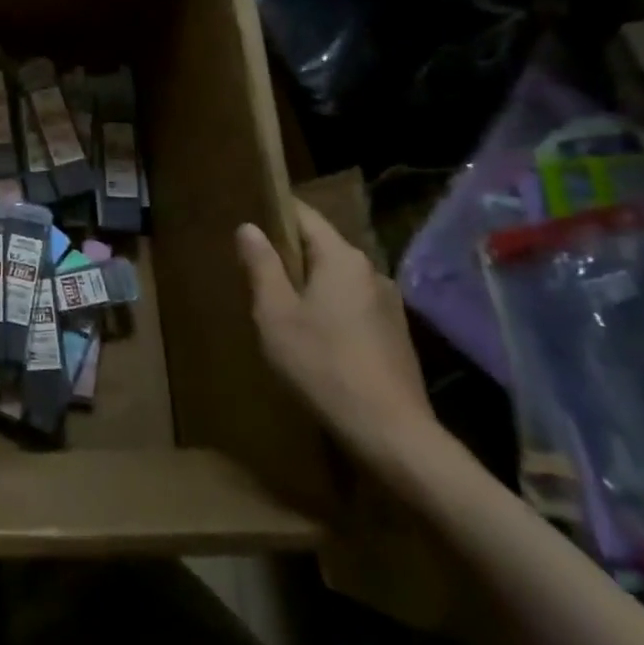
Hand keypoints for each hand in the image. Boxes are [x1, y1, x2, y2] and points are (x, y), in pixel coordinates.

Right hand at [237, 200, 437, 465]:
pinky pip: (353, 304)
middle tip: (254, 266)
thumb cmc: (323, 365)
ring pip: (338, 278)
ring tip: (279, 303)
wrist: (391, 434)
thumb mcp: (275, 314)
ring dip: (310, 283)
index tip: (247, 214)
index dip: (275, 210)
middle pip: (323, 246)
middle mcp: (371, 271)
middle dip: (289, 252)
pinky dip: (329, 307)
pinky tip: (313, 335)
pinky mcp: (395, 335)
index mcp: (342, 258)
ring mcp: (389, 304)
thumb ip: (262, 266)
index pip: (304, 215)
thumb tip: (249, 227)